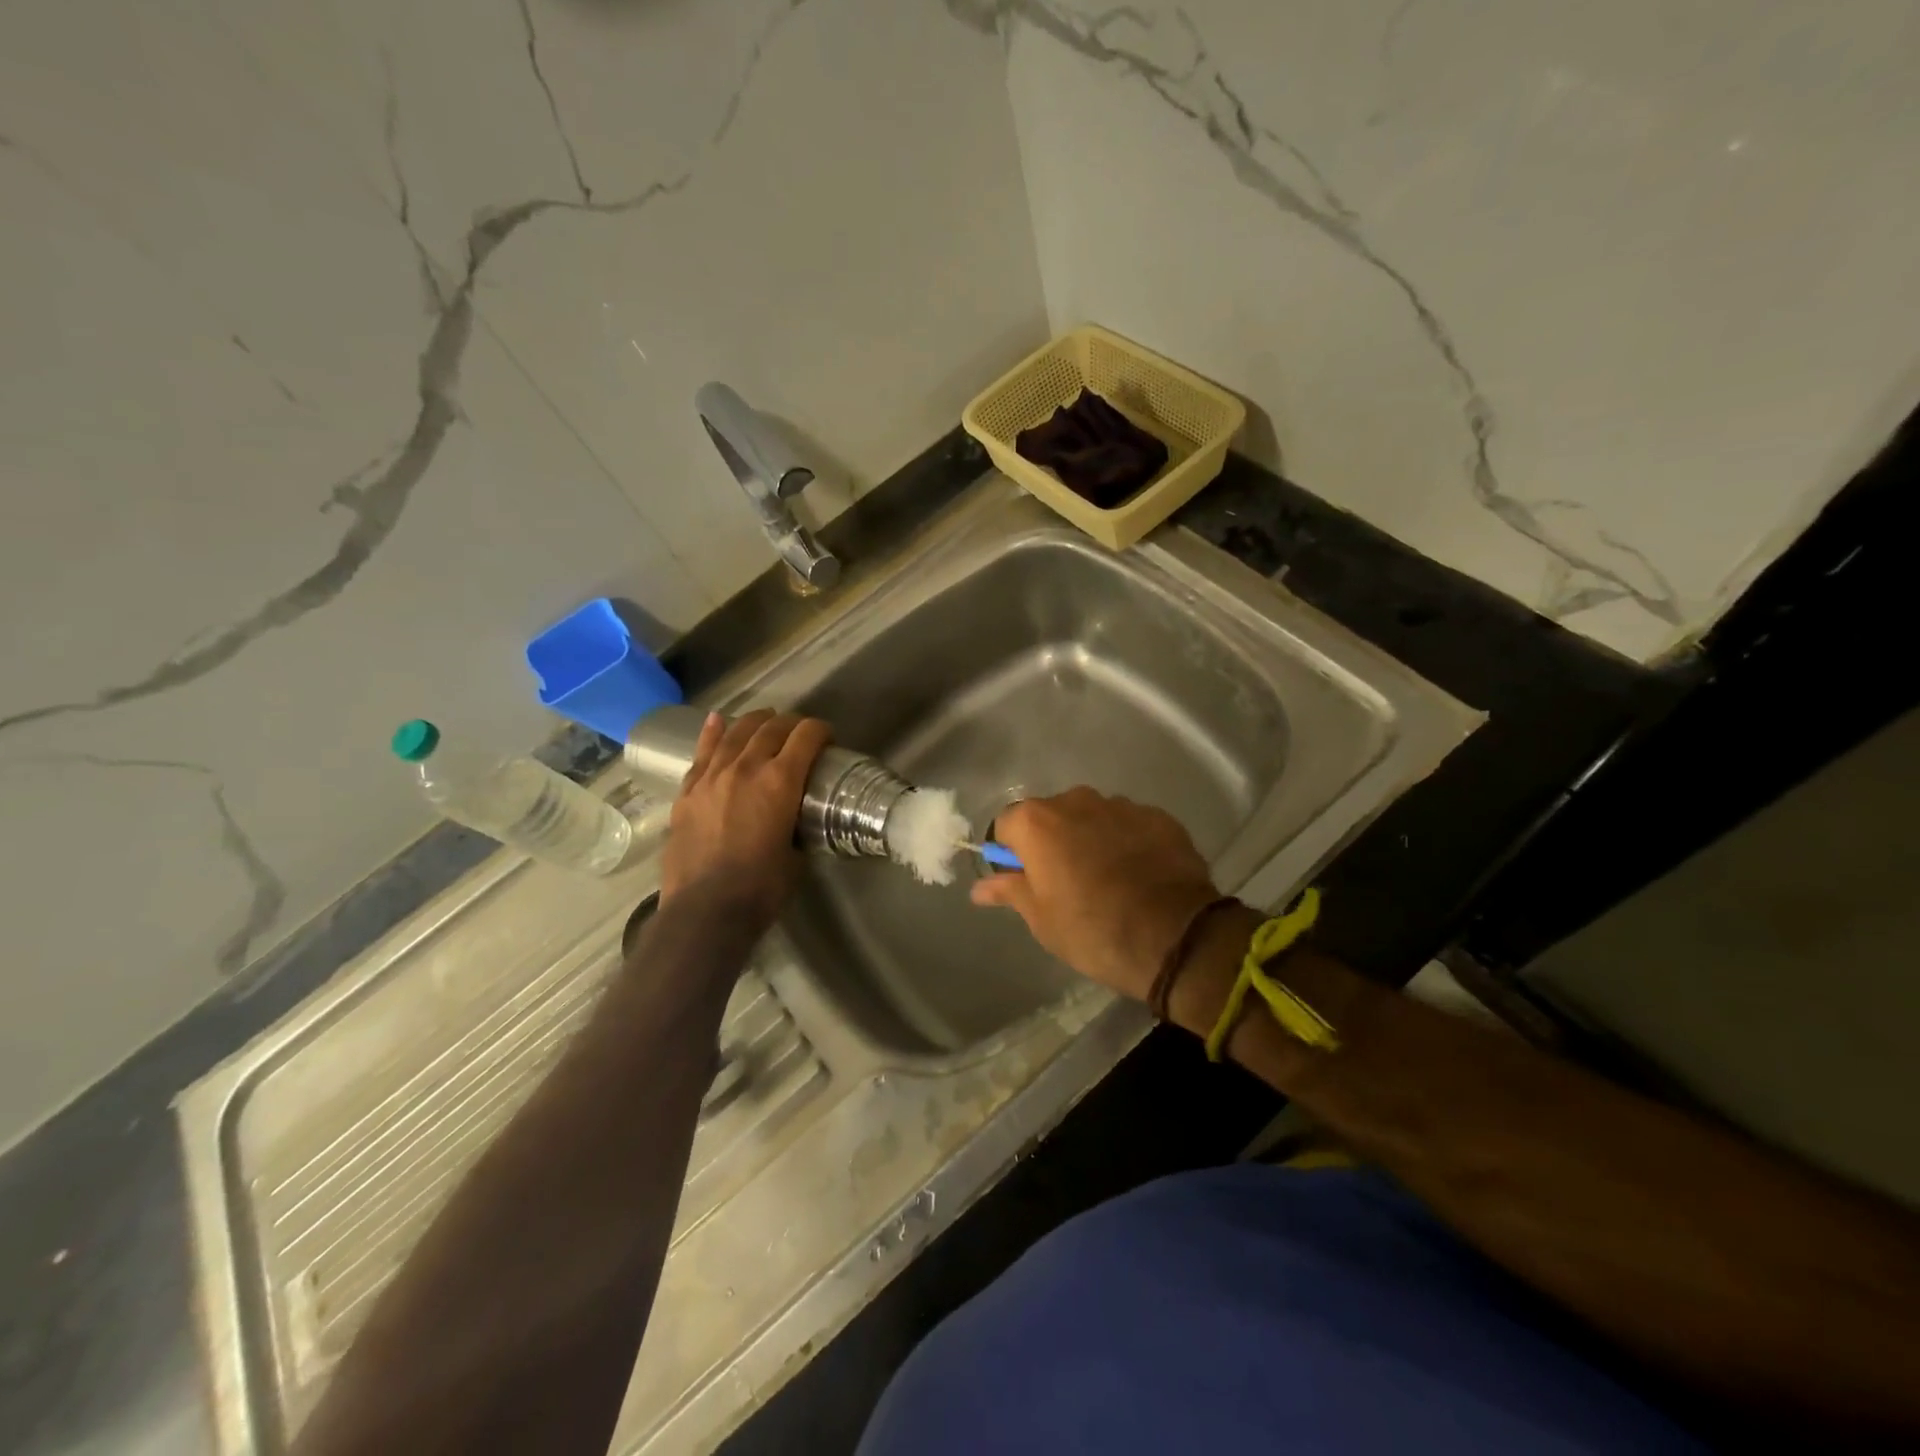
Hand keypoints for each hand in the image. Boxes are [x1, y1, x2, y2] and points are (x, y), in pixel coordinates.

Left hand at [660, 711, 830, 928]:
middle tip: (801, 733)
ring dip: (755, 722)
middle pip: (771, 728)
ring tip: (765, 720)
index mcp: (780, 781)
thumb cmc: (761, 888)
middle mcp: (746, 768)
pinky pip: (702, 753)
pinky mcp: (687, 792)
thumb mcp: (797, 855)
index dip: (821, 731)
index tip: (828, 738)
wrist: (705, 910)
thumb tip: (797, 819)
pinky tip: (717, 722)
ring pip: (735, 734)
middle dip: (791, 724)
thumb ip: (798, 826)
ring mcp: (712, 777)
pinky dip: (713, 734)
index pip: (806, 737)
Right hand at [970, 787, 1219, 1000]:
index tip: (1024, 881)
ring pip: (1092, 817)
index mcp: (1037, 822)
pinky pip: (1129, 825)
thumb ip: (1010, 892)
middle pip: (1050, 815)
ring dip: (1091, 839)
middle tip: (1066, 884)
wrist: (1175, 937)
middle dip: (1053, 842)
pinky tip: (1140, 875)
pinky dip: (1127, 842)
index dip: (1012, 853)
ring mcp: (1121, 805)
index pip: (1007, 825)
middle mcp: (1075, 800)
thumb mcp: (1041, 919)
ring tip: (1108, 880)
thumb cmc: (1092, 930)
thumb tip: (980, 888)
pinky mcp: (1159, 816)